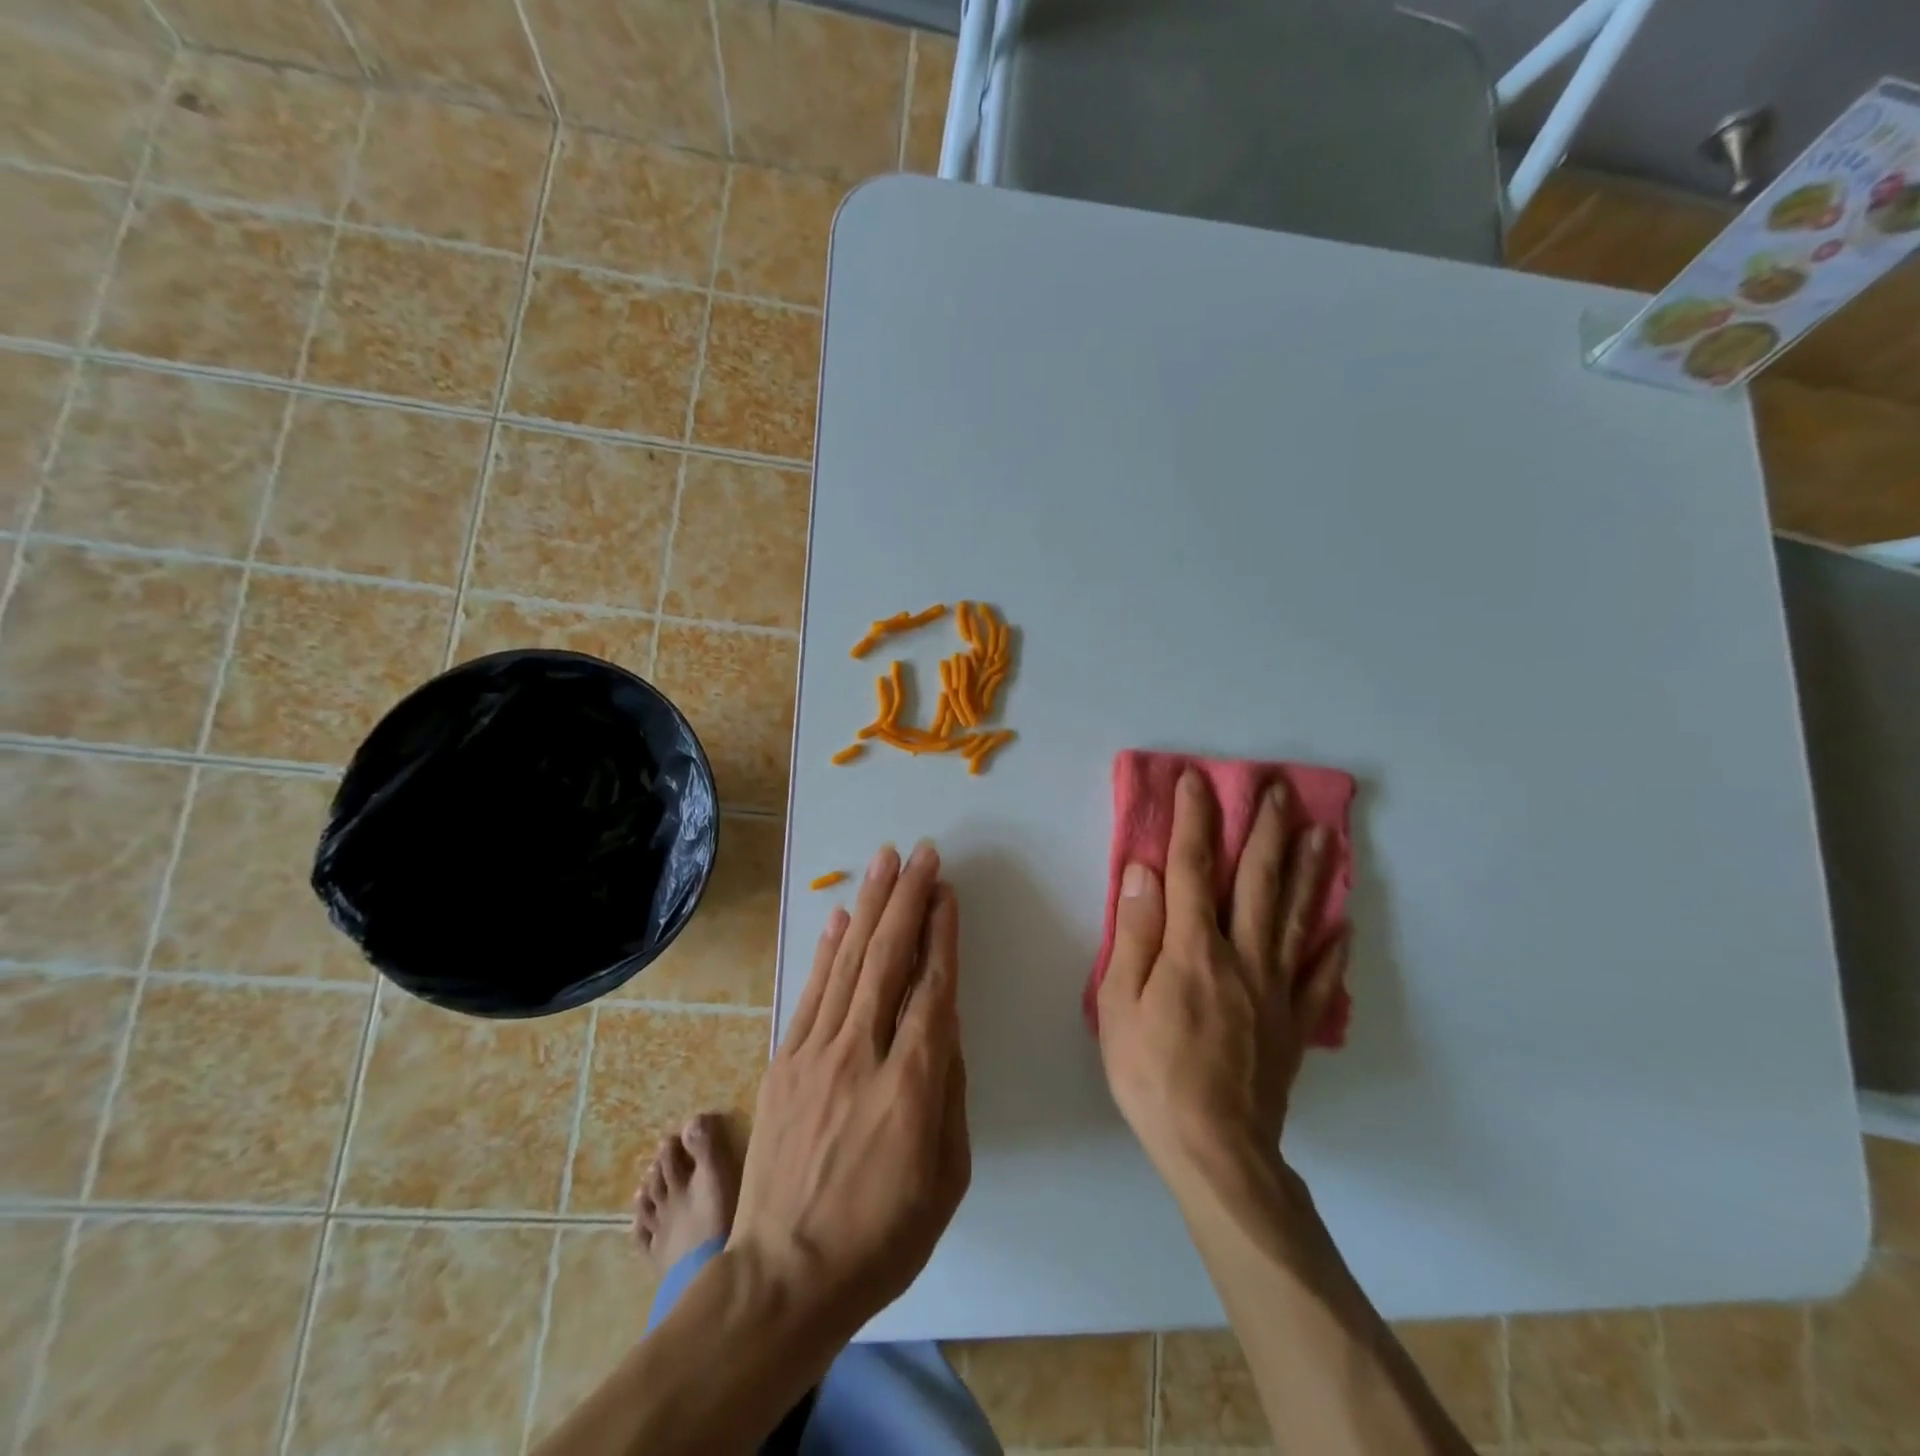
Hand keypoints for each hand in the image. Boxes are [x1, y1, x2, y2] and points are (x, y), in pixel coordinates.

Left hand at [728, 842, 969, 1337]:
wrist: (784, 1277)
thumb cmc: (882, 1236)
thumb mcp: (946, 1176)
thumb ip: (949, 1090)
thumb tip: (944, 1024)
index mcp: (912, 1084)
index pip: (932, 988)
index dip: (940, 933)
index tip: (946, 891)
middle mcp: (862, 1053)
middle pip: (889, 958)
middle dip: (907, 898)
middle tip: (920, 853)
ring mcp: (815, 1053)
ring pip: (848, 962)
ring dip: (869, 906)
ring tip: (884, 862)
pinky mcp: (784, 1061)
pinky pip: (810, 992)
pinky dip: (826, 950)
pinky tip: (840, 917)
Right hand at [1097, 769, 1346, 1173]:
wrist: (1215, 1150)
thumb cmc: (1152, 1073)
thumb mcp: (1120, 1004)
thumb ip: (1135, 934)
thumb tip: (1143, 872)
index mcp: (1194, 949)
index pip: (1191, 869)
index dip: (1193, 821)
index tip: (1197, 781)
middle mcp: (1242, 956)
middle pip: (1257, 881)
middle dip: (1265, 831)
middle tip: (1279, 791)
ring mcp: (1276, 989)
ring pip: (1296, 917)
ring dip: (1308, 870)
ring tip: (1322, 834)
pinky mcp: (1295, 1022)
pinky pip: (1320, 975)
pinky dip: (1332, 946)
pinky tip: (1344, 924)